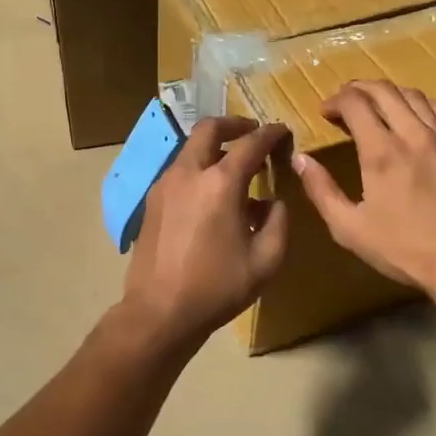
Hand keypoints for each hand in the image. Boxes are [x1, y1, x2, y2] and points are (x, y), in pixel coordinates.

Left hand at [122, 117, 290, 343]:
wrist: (159, 311)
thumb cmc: (217, 287)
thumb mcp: (266, 261)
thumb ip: (279, 222)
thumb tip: (274, 201)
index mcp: (220, 183)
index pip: (250, 143)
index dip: (271, 134)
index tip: (283, 131)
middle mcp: (189, 173)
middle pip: (209, 129)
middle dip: (234, 124)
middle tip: (252, 133)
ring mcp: (164, 185)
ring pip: (190, 149)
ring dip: (214, 147)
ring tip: (234, 168)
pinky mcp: (151, 201)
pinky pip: (179, 171)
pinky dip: (198, 168)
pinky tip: (211, 195)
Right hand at [290, 80, 435, 295]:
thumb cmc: (402, 249)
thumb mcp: (348, 228)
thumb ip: (321, 190)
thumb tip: (300, 159)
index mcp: (381, 152)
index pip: (355, 103)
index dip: (335, 101)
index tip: (324, 112)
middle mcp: (413, 134)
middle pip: (384, 91)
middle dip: (358, 89)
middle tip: (344, 101)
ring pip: (415, 96)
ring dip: (389, 93)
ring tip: (376, 105)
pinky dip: (422, 105)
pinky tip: (415, 115)